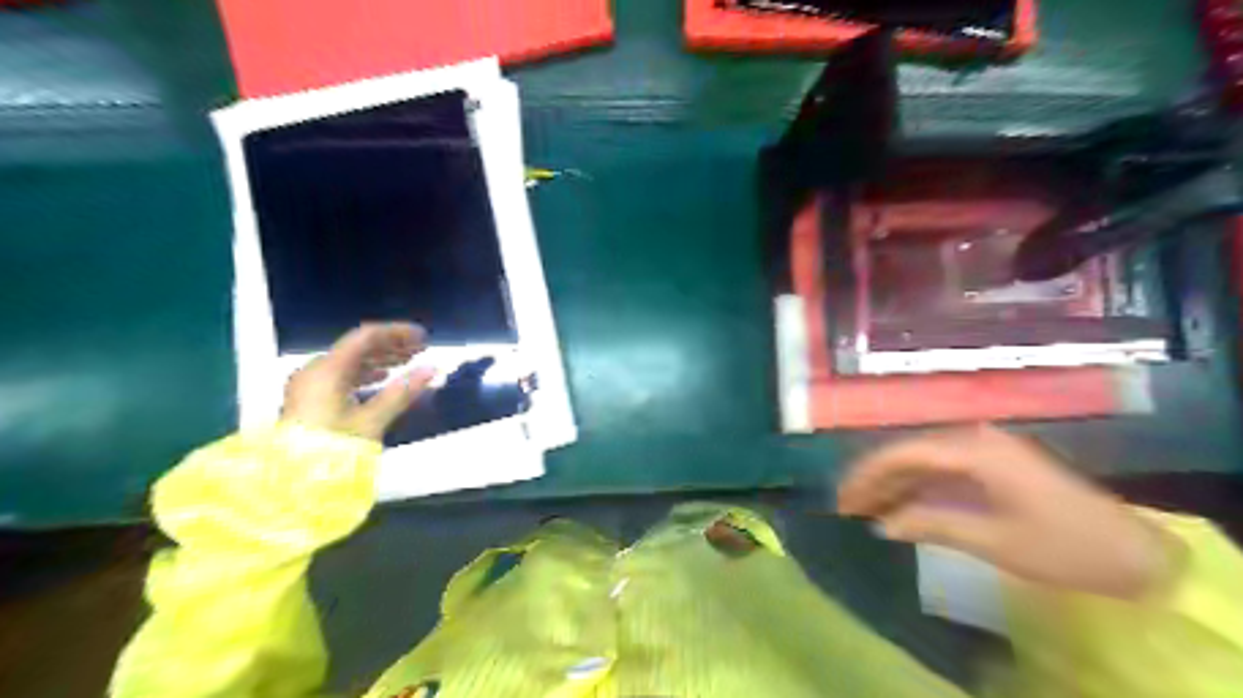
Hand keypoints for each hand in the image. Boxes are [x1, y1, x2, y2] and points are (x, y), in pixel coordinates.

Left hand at [281, 321, 435, 440]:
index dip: (397, 333)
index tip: (424, 338)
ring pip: (350, 361)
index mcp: (327, 369)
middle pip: (358, 347)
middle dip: (391, 345)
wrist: (292, 484)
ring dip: (381, 359)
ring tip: (408, 361)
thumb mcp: (372, 421)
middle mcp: (316, 370)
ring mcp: (310, 385)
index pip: (366, 336)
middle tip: (421, 348)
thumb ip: (402, 392)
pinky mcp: (310, 399)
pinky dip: (366, 373)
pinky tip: (383, 378)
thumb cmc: (332, 448)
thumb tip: (432, 369)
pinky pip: (342, 375)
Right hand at [841, 426, 1177, 599]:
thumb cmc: (1062, 545)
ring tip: (865, 507)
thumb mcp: (993, 539)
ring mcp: (987, 451)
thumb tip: (882, 524)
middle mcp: (976, 440)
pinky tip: (901, 506)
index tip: (842, 495)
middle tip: (846, 504)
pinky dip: (919, 489)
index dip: (869, 473)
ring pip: (925, 462)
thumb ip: (932, 524)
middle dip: (876, 478)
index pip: (905, 453)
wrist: (1134, 553)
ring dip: (895, 484)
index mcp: (975, 450)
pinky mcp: (995, 465)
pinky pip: (944, 471)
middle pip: (911, 453)